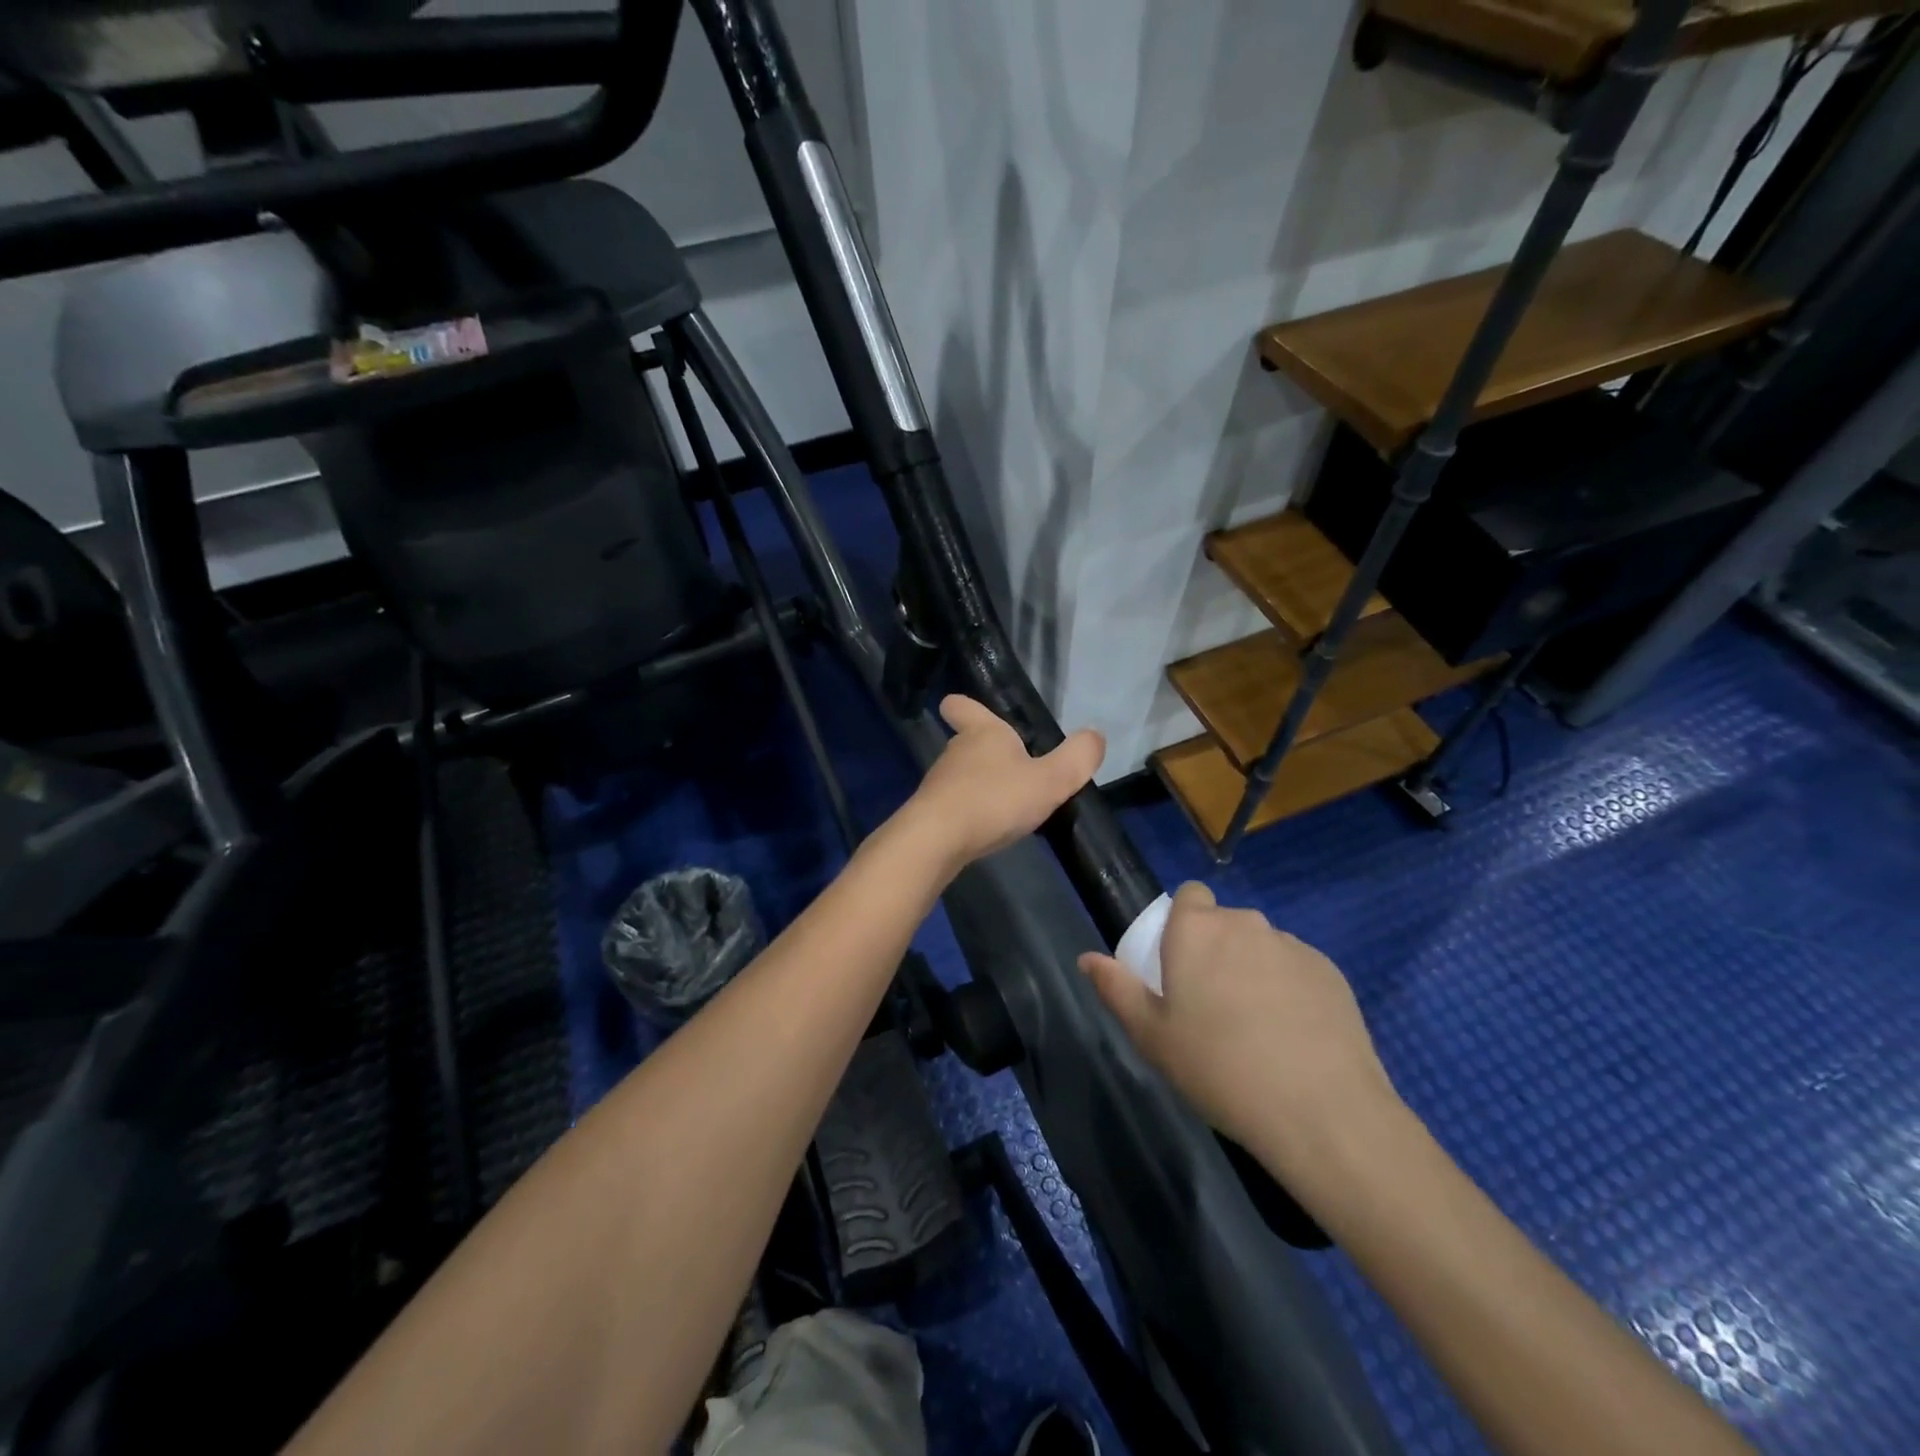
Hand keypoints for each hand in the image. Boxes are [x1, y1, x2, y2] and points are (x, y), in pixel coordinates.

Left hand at [904, 696, 1103, 868]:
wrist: (937, 841)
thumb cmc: (994, 800)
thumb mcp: (1049, 781)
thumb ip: (1076, 759)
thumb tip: (1095, 736)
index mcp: (983, 733)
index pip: (963, 706)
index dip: (964, 706)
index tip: (960, 707)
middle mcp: (956, 751)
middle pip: (968, 742)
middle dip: (987, 752)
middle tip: (1014, 768)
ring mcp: (940, 783)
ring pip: (961, 775)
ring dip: (980, 785)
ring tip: (1007, 805)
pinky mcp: (932, 813)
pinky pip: (955, 805)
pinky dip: (970, 812)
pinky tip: (987, 829)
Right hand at [1079, 882, 1400, 1185]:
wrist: (1320, 1110)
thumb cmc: (1218, 1068)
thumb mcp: (1152, 1037)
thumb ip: (1117, 989)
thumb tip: (1087, 958)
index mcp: (1196, 931)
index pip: (1189, 895)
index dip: (1184, 921)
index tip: (1181, 962)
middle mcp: (1244, 924)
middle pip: (1225, 923)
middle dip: (1217, 950)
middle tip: (1211, 1005)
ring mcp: (1292, 946)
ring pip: (1262, 946)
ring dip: (1253, 969)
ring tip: (1256, 1027)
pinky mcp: (1331, 972)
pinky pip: (1297, 969)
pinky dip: (1290, 990)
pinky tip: (1294, 1037)